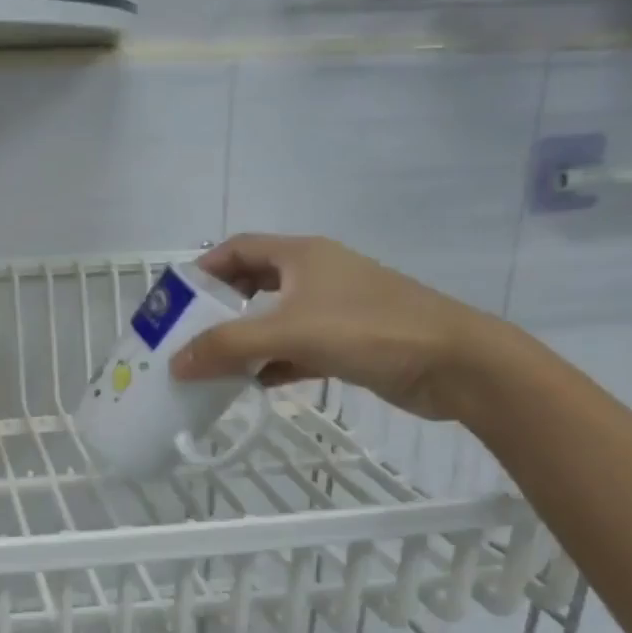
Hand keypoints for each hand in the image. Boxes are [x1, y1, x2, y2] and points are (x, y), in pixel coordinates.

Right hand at [169, 234, 500, 420]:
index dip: (203, 268)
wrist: (456, 364)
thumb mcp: (289, 333)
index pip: (237, 248)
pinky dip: (274, 362)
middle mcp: (315, 274)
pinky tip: (256, 384)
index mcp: (301, 255)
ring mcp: (334, 308)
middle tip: (189, 334)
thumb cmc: (369, 330)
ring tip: (213, 363)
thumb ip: (228, 346)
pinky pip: (297, 346)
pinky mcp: (349, 340)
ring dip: (245, 338)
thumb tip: (176, 364)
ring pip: (275, 317)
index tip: (175, 298)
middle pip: (253, 282)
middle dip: (219, 307)